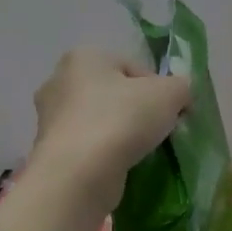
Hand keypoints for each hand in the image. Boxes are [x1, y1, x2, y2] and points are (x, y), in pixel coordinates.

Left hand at [28, 49, 191, 209]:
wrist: (80, 174)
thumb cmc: (123, 120)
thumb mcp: (170, 94)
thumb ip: (182, 87)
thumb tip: (181, 94)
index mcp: (85, 57)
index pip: (134, 68)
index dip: (159, 90)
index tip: (171, 113)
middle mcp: (59, 80)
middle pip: (114, 93)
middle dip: (137, 111)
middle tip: (158, 132)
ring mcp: (49, 117)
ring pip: (100, 120)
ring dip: (121, 133)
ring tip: (140, 152)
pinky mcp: (49, 150)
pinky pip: (88, 145)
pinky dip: (104, 154)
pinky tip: (119, 166)